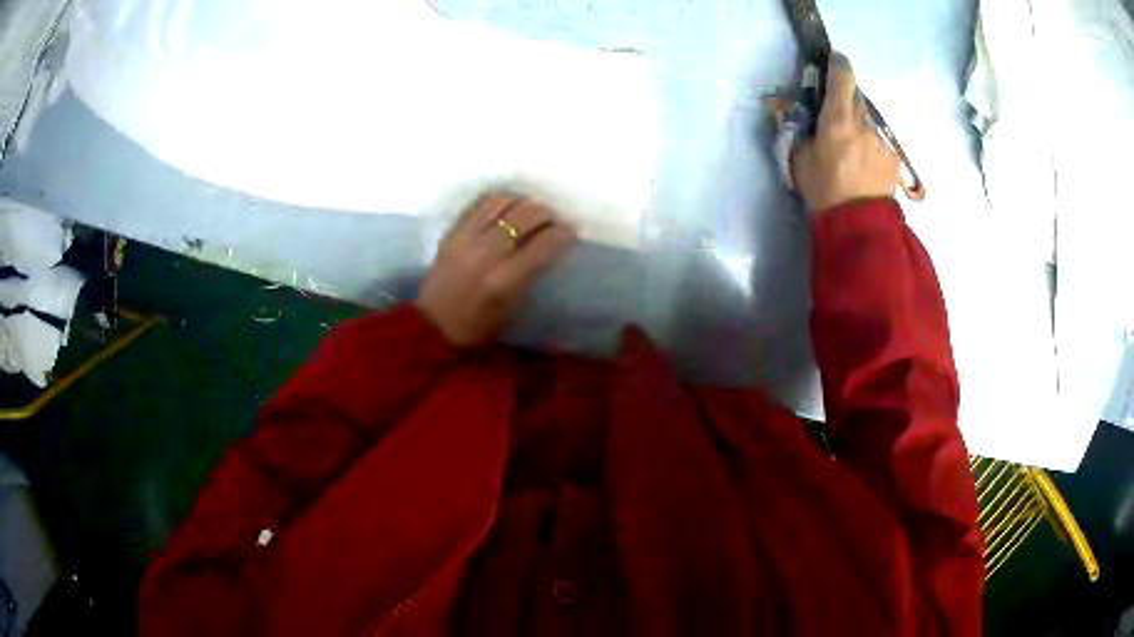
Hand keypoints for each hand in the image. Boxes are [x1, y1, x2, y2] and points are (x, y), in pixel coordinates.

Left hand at [416, 193, 576, 346]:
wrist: (432, 326)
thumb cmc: (477, 327)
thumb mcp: (512, 309)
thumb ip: (530, 276)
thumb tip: (549, 247)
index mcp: (504, 282)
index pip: (542, 245)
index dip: (562, 233)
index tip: (570, 231)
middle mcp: (485, 254)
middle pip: (523, 217)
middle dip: (545, 213)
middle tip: (553, 218)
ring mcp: (465, 239)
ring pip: (501, 203)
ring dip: (522, 202)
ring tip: (530, 209)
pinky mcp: (452, 232)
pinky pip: (479, 204)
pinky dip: (498, 200)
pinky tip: (507, 206)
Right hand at [792, 54, 900, 212]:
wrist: (859, 226)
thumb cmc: (824, 191)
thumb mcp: (798, 160)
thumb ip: (794, 130)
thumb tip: (782, 108)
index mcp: (838, 119)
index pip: (842, 76)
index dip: (837, 63)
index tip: (833, 61)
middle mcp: (863, 123)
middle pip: (856, 97)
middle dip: (844, 101)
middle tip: (834, 119)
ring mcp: (881, 140)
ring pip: (867, 120)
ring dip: (858, 126)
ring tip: (850, 152)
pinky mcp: (893, 157)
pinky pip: (878, 141)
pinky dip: (870, 147)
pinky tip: (864, 167)